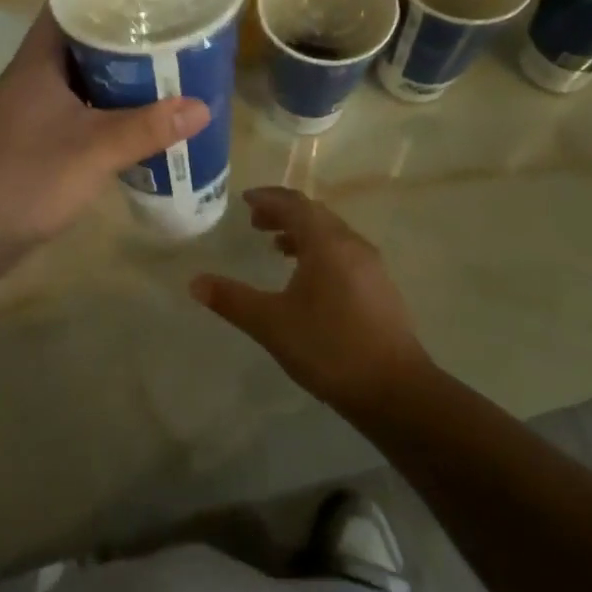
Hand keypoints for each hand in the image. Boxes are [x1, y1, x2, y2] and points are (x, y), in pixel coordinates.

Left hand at [0, 10, 209, 260]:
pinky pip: (75, 105)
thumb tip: (202, 107)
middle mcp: (31, 75)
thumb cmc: (28, 178)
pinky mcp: (34, 136)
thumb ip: (147, 128)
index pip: (67, 5)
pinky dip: (103, 104)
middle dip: (119, 34)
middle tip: (166, 28)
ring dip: (113, 72)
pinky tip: (133, 114)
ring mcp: (30, 107)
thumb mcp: (94, 150)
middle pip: (78, 40)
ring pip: (78, 75)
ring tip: (160, 65)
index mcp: (37, 61)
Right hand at [191, 187, 433, 414]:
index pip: (293, 204)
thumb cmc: (329, 348)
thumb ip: (231, 299)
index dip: (267, 198)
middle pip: (314, 214)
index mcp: (326, 242)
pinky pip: (344, 253)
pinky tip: (308, 279)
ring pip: (331, 234)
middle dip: (283, 213)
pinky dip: (320, 251)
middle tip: (255, 222)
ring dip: (302, 233)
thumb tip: (194, 282)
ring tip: (277, 247)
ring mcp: (371, 266)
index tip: (245, 200)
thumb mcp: (271, 324)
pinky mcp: (381, 289)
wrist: (397, 392)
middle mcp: (351, 244)